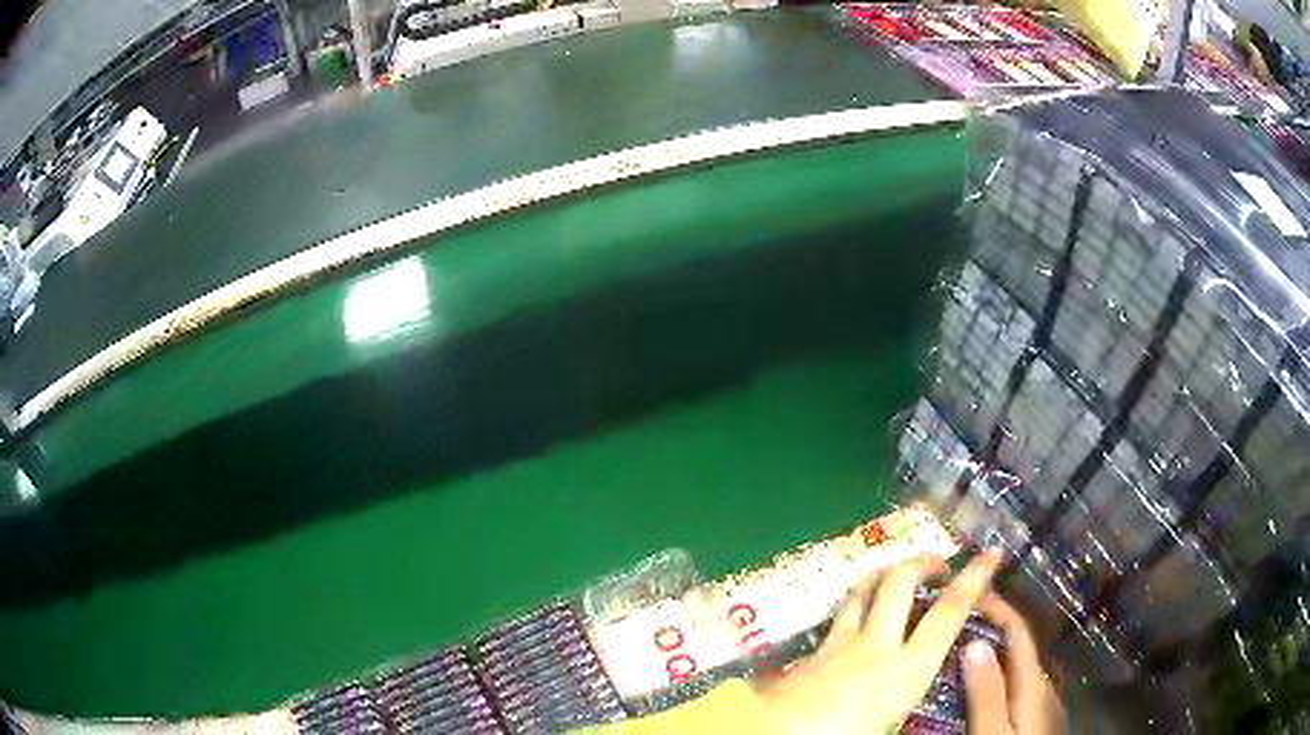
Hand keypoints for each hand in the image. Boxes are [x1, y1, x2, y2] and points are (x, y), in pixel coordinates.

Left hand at [756, 550, 1002, 732]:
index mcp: (906, 670)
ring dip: (885, 574)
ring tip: (899, 575)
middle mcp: (875, 645)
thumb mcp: (891, 725)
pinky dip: (855, 604)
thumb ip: (909, 695)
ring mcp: (839, 643)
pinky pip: (839, 615)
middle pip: (900, 582)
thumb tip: (919, 679)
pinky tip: (857, 616)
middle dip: (923, 563)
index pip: (947, 613)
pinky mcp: (812, 651)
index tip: (989, 556)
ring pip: (864, 589)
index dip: (972, 580)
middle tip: (938, 565)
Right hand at [963, 593, 1063, 733]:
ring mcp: (1041, 700)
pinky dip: (996, 675)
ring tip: (961, 652)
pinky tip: (980, 686)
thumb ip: (986, 692)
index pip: (1019, 631)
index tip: (973, 591)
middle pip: (1017, 648)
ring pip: (1015, 667)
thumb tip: (975, 642)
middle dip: (991, 630)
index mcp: (1034, 680)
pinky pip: (1014, 684)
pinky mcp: (1035, 716)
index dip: (998, 607)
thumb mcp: (993, 729)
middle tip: (957, 622)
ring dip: (993, 654)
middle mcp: (1042, 683)